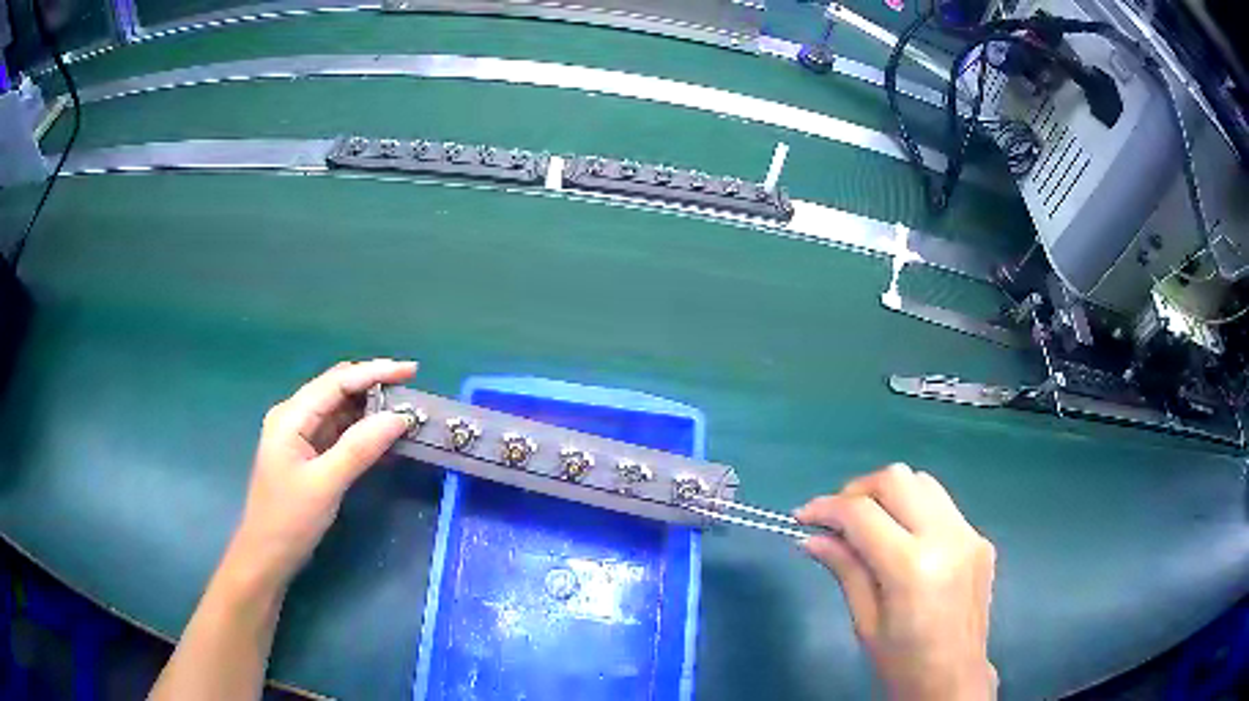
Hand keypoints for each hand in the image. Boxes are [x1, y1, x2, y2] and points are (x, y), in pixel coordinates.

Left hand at [224, 359, 417, 592]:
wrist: (267, 556)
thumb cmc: (290, 519)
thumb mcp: (325, 484)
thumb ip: (360, 448)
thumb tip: (399, 418)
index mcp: (291, 416)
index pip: (337, 382)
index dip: (375, 372)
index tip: (412, 371)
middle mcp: (294, 417)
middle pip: (338, 390)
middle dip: (374, 386)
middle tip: (412, 393)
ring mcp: (300, 436)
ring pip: (340, 410)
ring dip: (371, 410)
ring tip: (405, 413)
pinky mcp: (308, 454)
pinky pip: (339, 433)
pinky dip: (363, 431)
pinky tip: (384, 437)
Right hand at [795, 465, 996, 700]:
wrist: (955, 680)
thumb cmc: (902, 663)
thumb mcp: (865, 622)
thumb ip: (845, 569)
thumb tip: (812, 537)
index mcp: (913, 568)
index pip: (863, 513)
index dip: (827, 508)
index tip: (802, 515)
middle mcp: (947, 538)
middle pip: (897, 479)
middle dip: (858, 490)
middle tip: (836, 518)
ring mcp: (969, 534)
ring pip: (923, 482)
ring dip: (889, 494)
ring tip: (868, 524)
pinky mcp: (980, 539)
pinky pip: (942, 506)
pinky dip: (914, 510)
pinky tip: (902, 540)